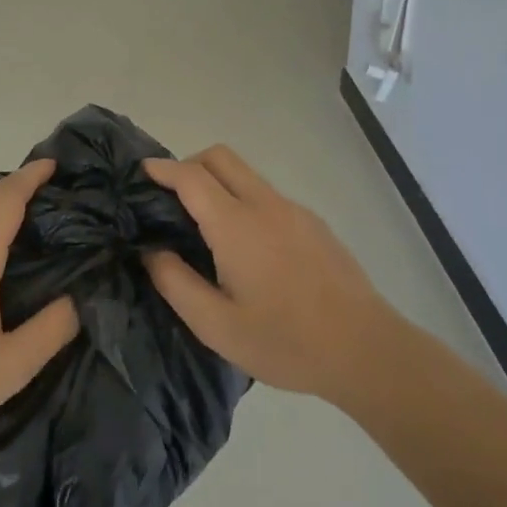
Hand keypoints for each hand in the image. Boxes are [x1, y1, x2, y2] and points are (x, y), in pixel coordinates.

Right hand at [142, 147, 398, 404]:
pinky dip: (244, 201)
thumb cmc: (285, 341)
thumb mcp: (216, 326)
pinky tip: (248, 249)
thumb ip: (176, 283)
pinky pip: (268, 196)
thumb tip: (152, 251)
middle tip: (171, 199)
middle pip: (221, 157)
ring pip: (247, 175)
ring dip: (219, 183)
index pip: (191, 176)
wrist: (364, 349)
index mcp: (236, 225)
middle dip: (189, 164)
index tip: (141, 171)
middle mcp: (265, 204)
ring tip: (205, 227)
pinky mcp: (313, 223)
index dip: (162, 168)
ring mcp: (294, 210)